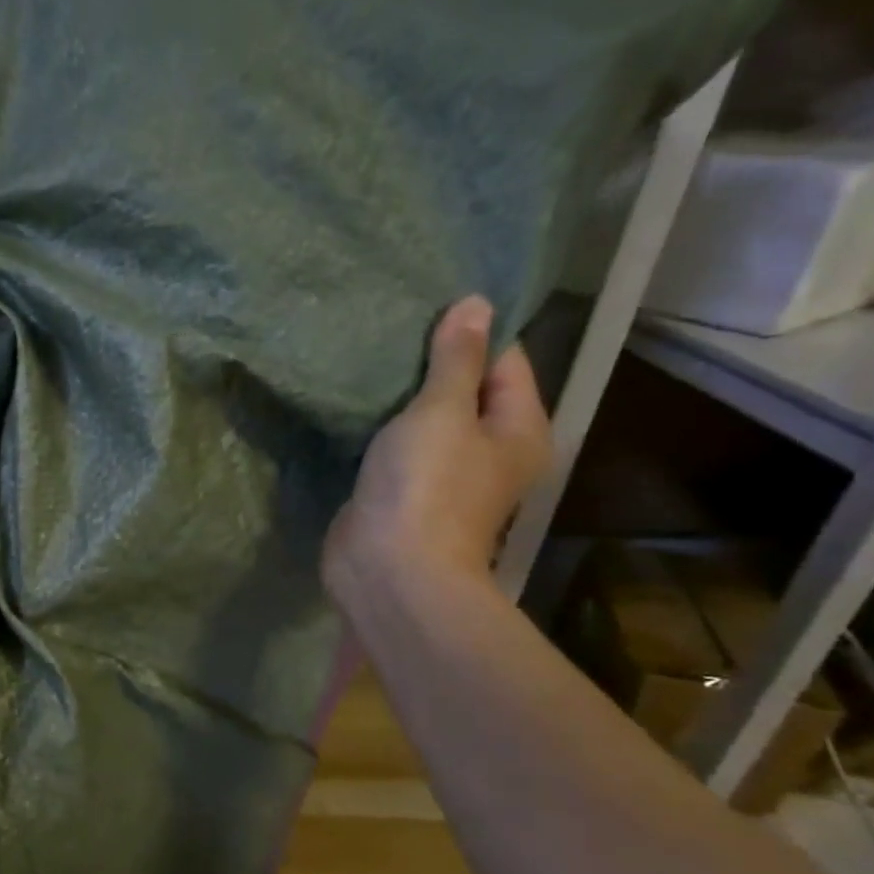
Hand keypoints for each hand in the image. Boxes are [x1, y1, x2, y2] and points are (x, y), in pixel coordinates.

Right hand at [325, 297, 551, 601]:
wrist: (388, 569)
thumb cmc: (426, 486)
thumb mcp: (442, 412)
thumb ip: (456, 359)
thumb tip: (476, 304)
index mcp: (518, 429)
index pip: (506, 362)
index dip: (471, 333)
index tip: (427, 306)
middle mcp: (490, 451)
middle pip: (467, 390)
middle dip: (431, 363)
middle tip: (390, 328)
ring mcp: (444, 475)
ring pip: (427, 420)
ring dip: (401, 396)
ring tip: (367, 358)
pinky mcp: (402, 492)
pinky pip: (396, 447)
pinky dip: (380, 427)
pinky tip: (354, 404)